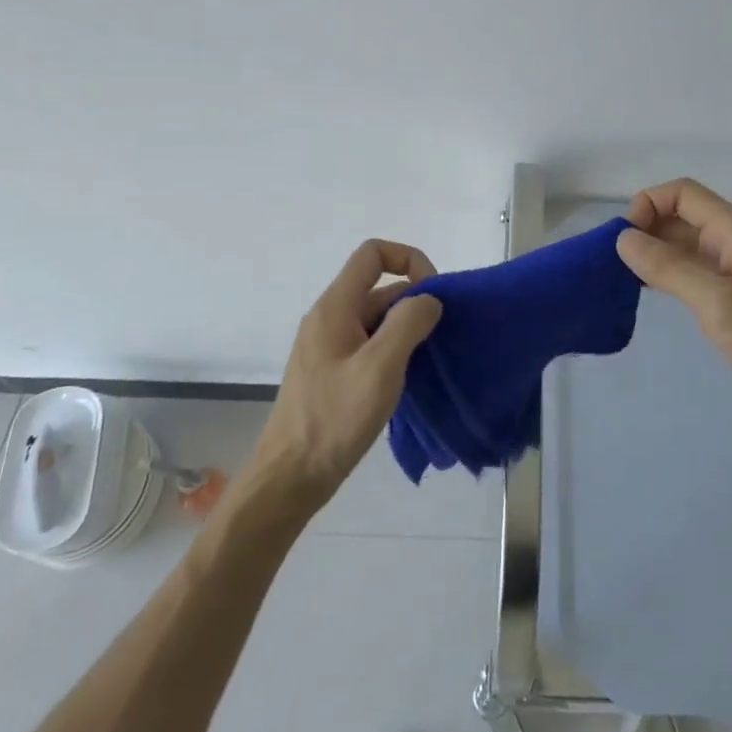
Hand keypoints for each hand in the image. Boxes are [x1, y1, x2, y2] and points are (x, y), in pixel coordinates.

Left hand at [251, 240, 442, 510]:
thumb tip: (428, 299)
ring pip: (376, 319)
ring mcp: (328, 347)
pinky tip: (409, 378)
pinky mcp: (332, 372)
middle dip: (414, 300)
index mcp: (335, 307)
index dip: (408, 259)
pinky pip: (369, 344)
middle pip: (378, 287)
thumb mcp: (379, 368)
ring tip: (431, 358)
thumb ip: (407, 323)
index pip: (373, 254)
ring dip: (406, 328)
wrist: (289, 478)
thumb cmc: (334, 419)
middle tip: (441, 335)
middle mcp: (329, 318)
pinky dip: (393, 350)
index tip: (434, 293)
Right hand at [617, 178, 731, 415]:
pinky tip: (651, 289)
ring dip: (655, 250)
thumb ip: (669, 268)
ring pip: (685, 240)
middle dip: (646, 228)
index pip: (682, 193)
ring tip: (626, 277)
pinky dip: (668, 270)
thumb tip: (623, 239)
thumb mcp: (717, 303)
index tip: (625, 241)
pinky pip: (694, 265)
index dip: (648, 204)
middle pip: (681, 213)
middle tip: (618, 263)